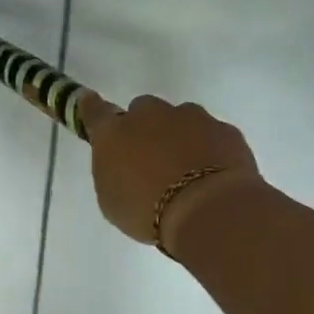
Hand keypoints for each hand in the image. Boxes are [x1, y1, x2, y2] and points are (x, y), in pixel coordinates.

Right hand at [78, 94, 261, 253]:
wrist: (208, 210)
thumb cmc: (147, 212)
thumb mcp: (112, 201)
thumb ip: (112, 172)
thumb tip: (120, 161)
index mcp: (114, 133)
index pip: (95, 111)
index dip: (91, 106)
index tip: (88, 101)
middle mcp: (150, 115)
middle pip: (143, 110)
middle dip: (146, 128)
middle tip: (152, 158)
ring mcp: (191, 117)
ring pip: (181, 118)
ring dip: (180, 136)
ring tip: (189, 171)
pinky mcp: (224, 129)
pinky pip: (212, 134)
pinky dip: (210, 149)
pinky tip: (214, 175)